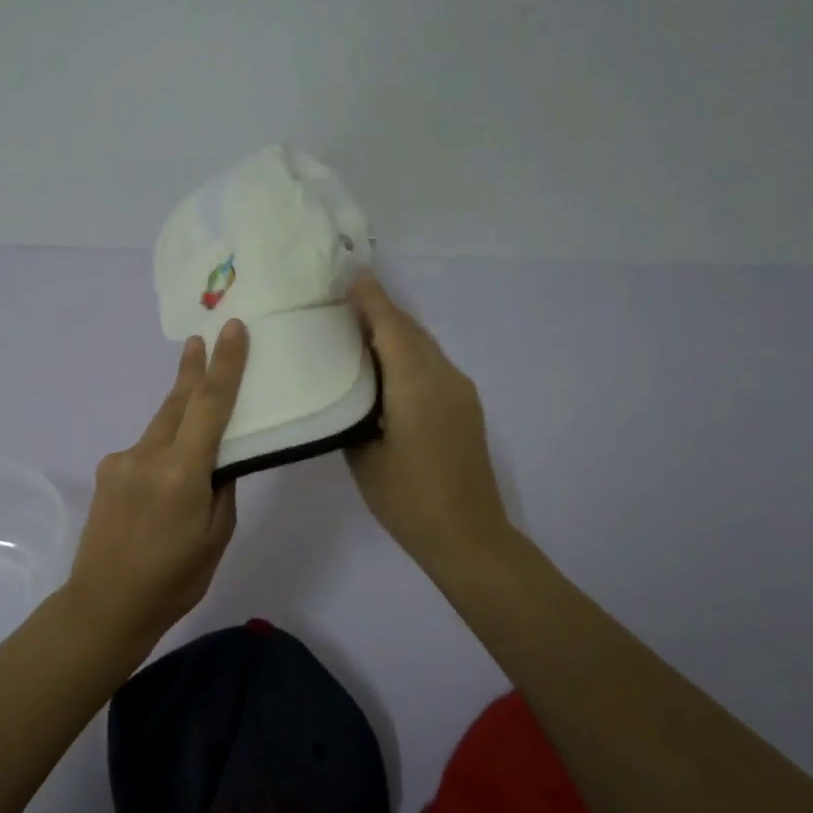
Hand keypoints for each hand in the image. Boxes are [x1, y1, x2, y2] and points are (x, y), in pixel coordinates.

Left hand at [65, 319, 249, 647]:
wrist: (103, 605)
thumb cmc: (174, 579)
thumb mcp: (216, 536)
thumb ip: (221, 488)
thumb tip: (220, 458)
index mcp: (182, 472)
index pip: (210, 405)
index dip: (224, 364)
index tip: (232, 329)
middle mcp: (148, 455)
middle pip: (178, 402)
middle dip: (193, 369)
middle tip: (203, 338)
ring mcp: (121, 461)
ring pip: (160, 425)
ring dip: (180, 411)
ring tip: (195, 398)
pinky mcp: (107, 471)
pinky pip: (143, 450)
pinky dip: (162, 449)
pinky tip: (165, 475)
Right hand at [346, 276, 512, 577]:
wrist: (467, 535)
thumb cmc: (407, 498)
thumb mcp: (363, 455)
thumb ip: (354, 413)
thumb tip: (351, 391)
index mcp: (416, 384)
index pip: (392, 326)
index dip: (371, 299)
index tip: (348, 277)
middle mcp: (444, 377)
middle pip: (411, 330)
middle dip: (381, 310)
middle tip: (344, 302)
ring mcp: (461, 391)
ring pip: (424, 347)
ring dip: (395, 333)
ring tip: (359, 331)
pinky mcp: (466, 407)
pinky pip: (432, 366)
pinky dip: (408, 355)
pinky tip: (386, 369)